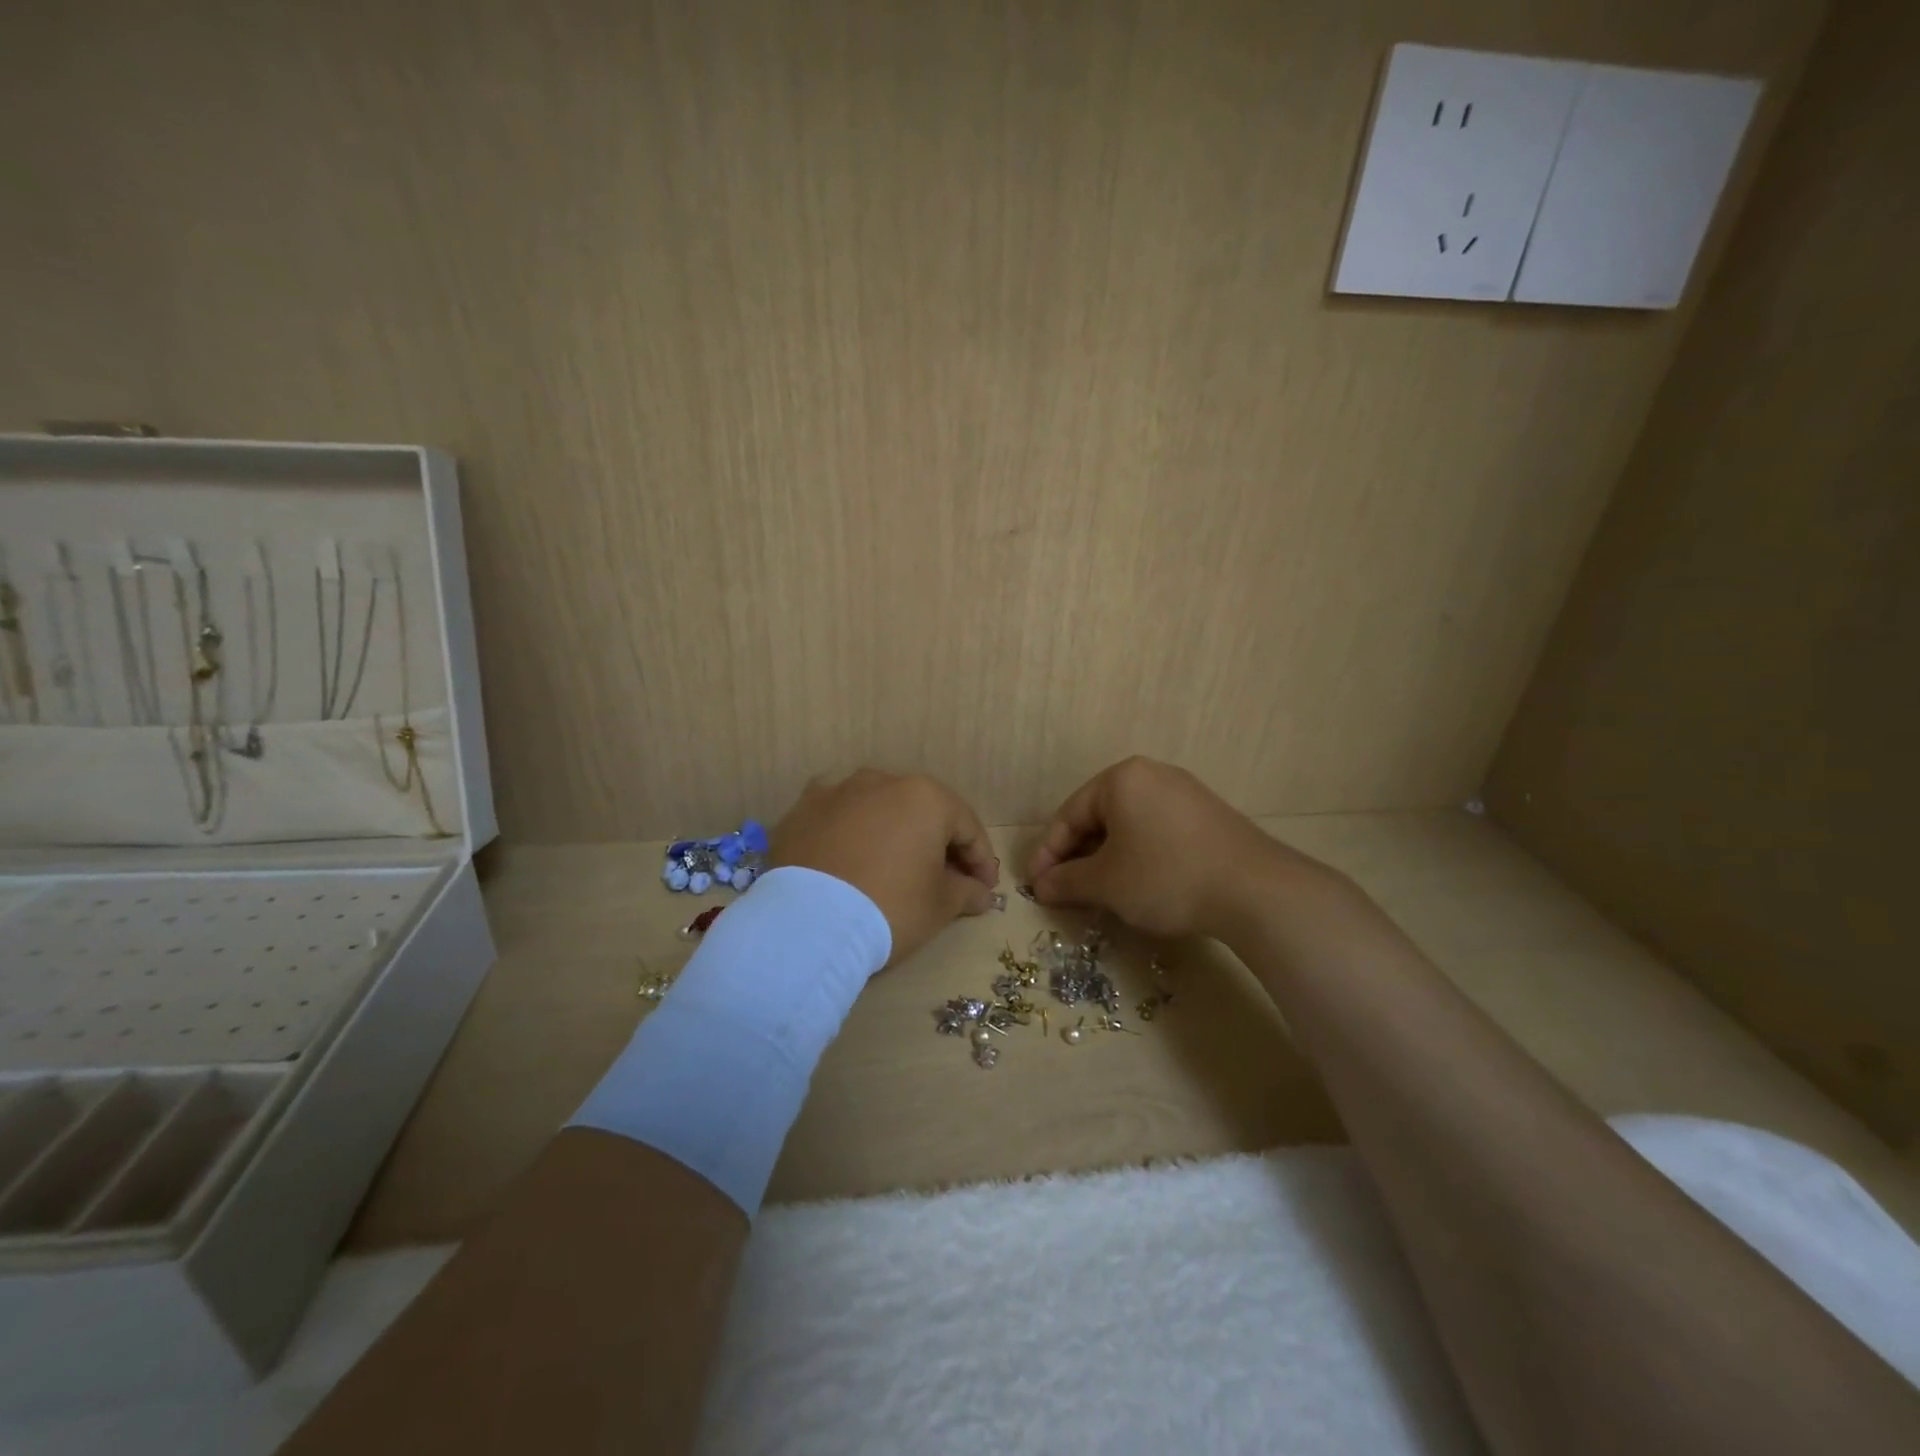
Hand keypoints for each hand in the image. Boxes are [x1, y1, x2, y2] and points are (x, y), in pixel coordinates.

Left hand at [769, 769, 999, 964]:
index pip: (966, 826)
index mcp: (924, 797)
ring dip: (891, 835)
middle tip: (945, 880)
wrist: (806, 924)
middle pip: (921, 813)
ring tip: (893, 869)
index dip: (981, 860)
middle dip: (936, 844)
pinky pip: (837, 821)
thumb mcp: (940, 906)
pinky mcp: (800, 812)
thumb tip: (982, 892)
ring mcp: (835, 792)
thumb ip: (967, 892)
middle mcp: (881, 781)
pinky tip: (849, 864)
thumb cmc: (889, 907)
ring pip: (876, 811)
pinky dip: (849, 838)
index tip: (985, 889)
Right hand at [1027, 757, 1330, 938]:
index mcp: (1121, 779)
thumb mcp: (1106, 883)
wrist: (1254, 890)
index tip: (1035, 886)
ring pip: (1129, 827)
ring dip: (1107, 860)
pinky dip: (1138, 857)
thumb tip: (1040, 886)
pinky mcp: (1208, 817)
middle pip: (1099, 817)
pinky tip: (1140, 886)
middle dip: (1078, 857)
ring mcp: (1185, 794)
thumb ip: (1066, 881)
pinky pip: (1157, 832)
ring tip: (1099, 894)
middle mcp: (1152, 775)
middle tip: (1065, 892)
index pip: (1069, 815)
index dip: (1048, 854)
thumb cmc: (1165, 876)